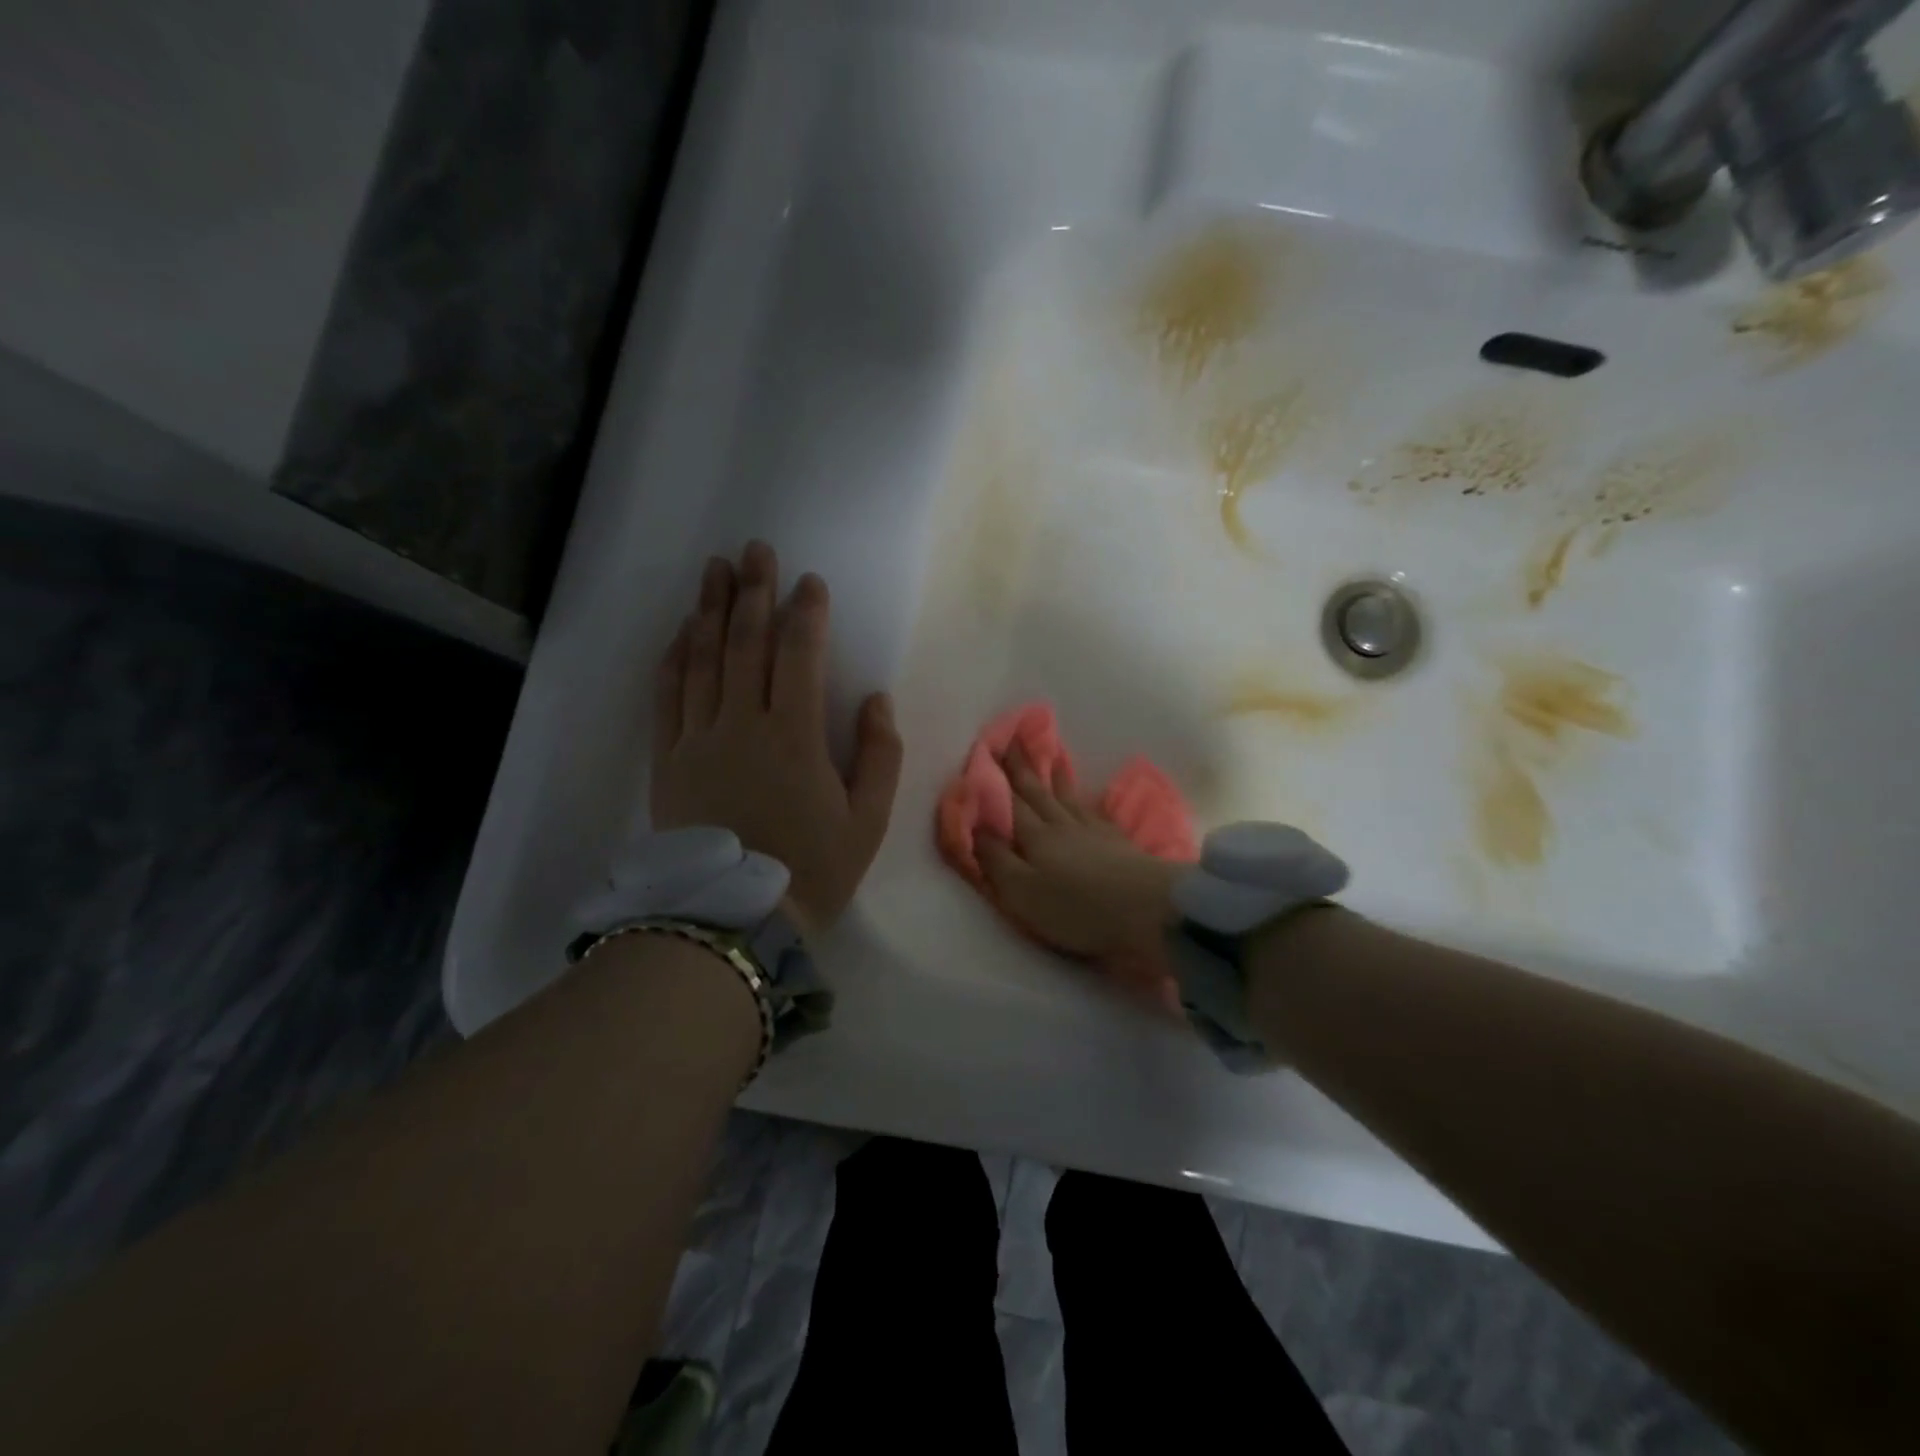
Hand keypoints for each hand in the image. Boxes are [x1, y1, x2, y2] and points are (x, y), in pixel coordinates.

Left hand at [652, 542, 902, 931]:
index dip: (806, 613)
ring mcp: (698, 739)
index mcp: (795, 735)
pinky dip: (675, 657)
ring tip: (716, 570)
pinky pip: (668, 696)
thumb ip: (880, 755)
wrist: (732, 920)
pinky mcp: (669, 760)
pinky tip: (682, 630)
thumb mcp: (868, 820)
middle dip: (754, 592)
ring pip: (703, 659)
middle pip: (746, 643)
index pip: (799, 655)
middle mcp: (742, 724)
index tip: (810, 582)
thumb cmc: (812, 868)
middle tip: (755, 549)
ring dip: (711, 610)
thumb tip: (874, 699)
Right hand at [976, 748, 1183, 962]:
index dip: (995, 780)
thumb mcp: (1021, 892)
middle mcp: (1060, 825)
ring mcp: (1091, 831)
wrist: (1146, 909)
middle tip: (1013, 740)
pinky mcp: (1116, 842)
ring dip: (1055, 776)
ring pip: (1066, 797)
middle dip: (1022, 768)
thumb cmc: (1075, 907)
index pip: (1008, 803)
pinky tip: (1084, 797)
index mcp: (1034, 837)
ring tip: (1052, 754)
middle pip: (1037, 793)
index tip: (985, 751)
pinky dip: (1083, 799)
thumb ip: (995, 859)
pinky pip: (1092, 810)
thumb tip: (974, 826)